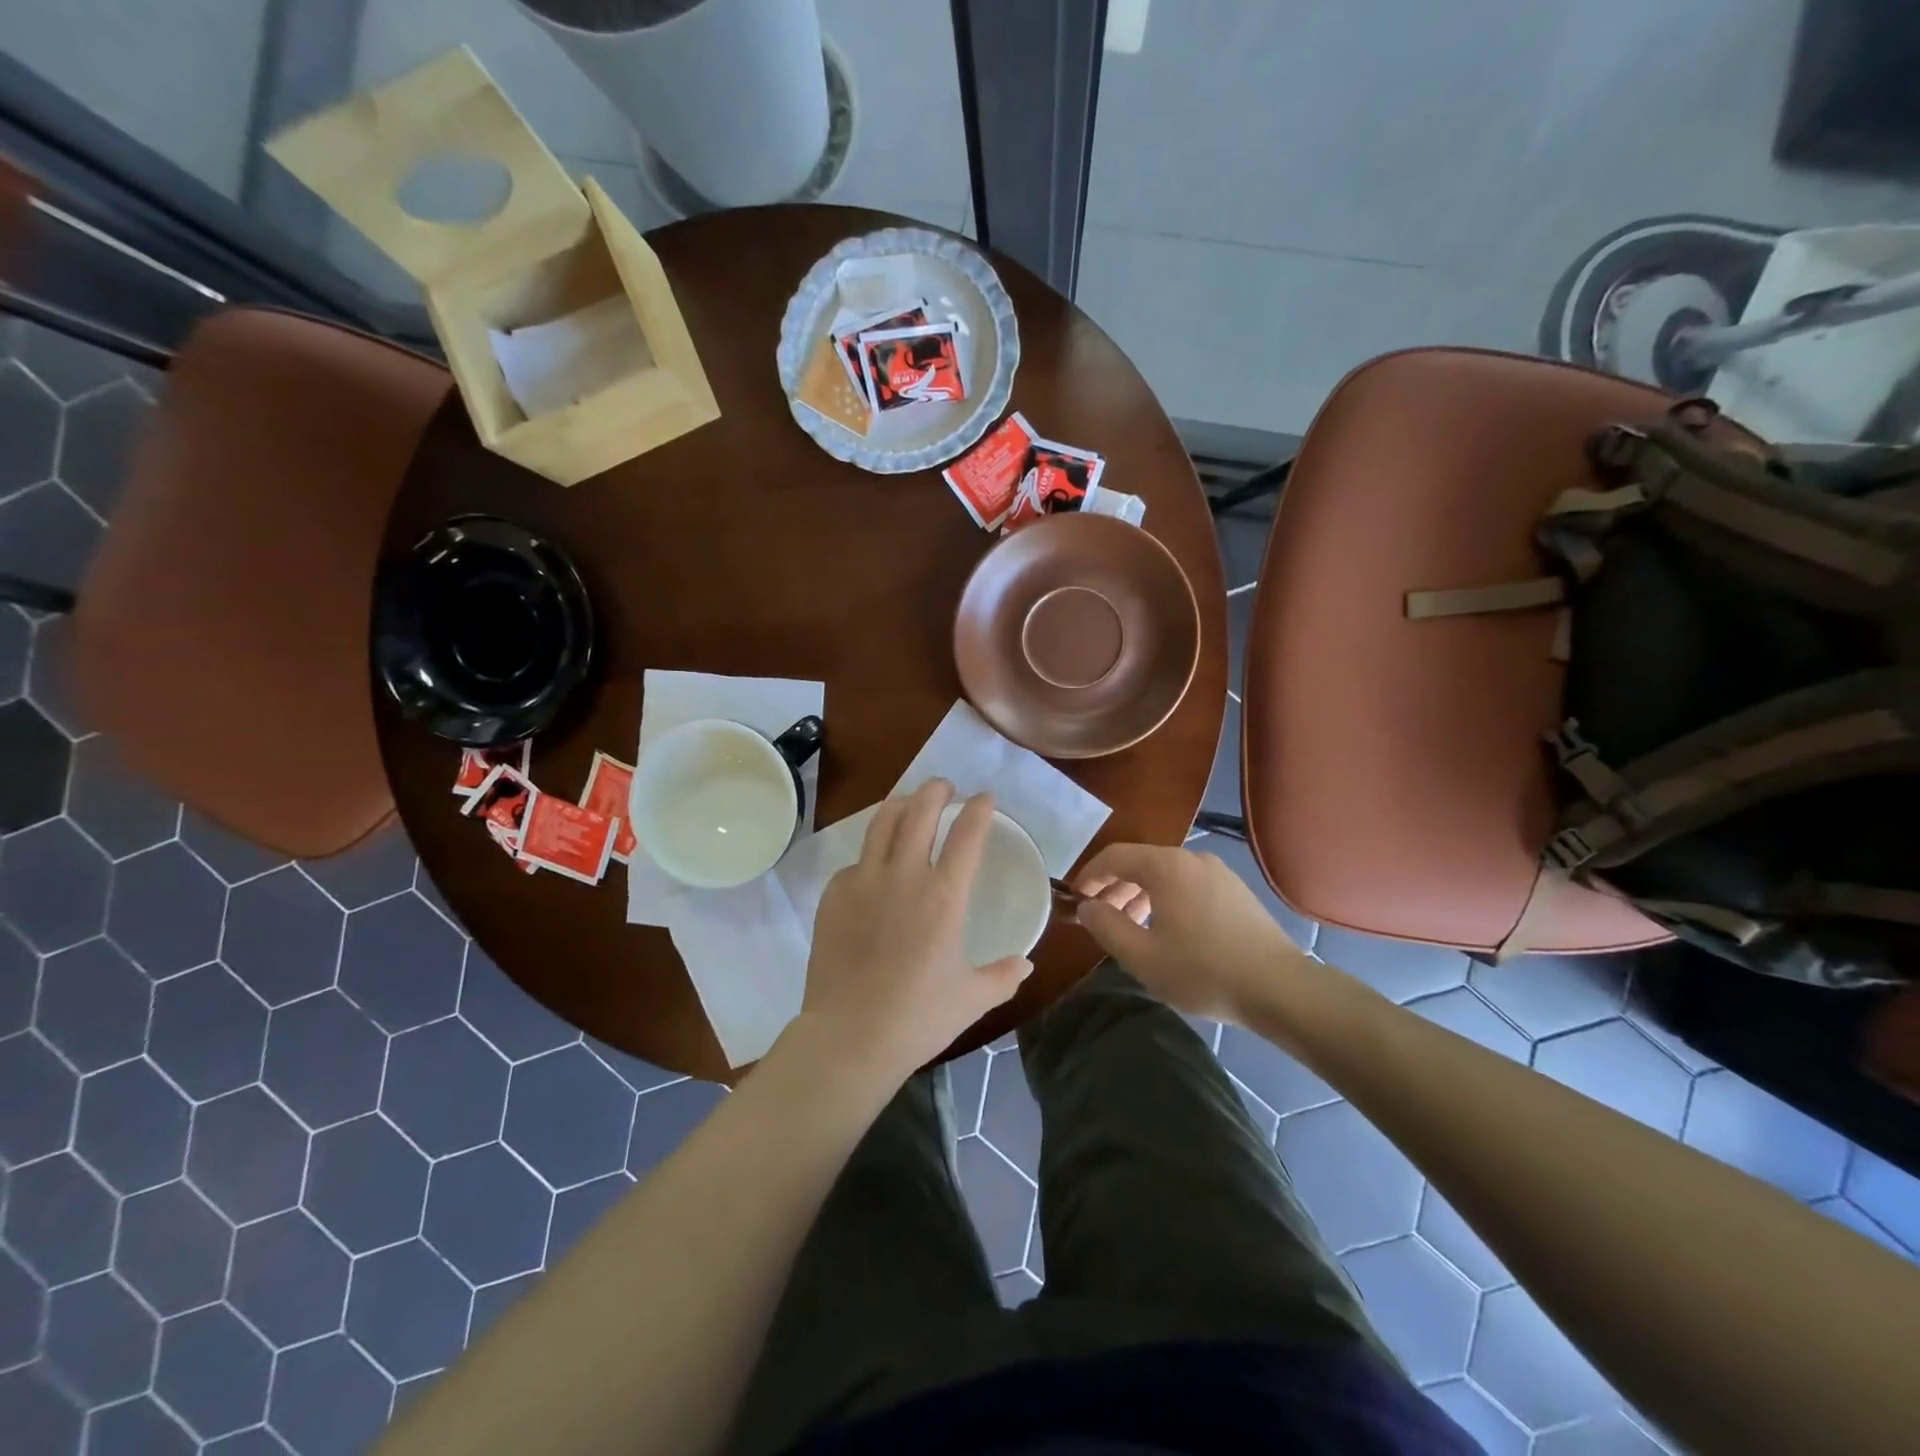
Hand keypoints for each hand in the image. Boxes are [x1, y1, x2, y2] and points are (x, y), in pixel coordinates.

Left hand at [799, 780, 1031, 1083]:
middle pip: (919, 812)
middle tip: (943, 786)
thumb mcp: (972, 999)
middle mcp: (904, 876)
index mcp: (944, 896)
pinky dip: (870, 856)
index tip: (984, 798)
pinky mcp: (834, 897)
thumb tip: (1026, 964)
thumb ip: (1004, 976)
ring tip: (907, 801)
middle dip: (935, 791)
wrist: (850, 1036)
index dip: (979, 810)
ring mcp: (864, 882)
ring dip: (899, 805)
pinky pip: (855, 863)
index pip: (967, 835)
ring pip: (881, 825)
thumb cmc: (919, 1017)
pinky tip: (873, 866)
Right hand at [1073, 843, 1305, 1023]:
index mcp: (1166, 866)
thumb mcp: (1142, 956)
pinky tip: (1169, 931)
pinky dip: (1168, 899)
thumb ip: (1106, 926)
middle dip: (1115, 887)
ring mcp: (1219, 873)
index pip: (1114, 856)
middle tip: (1101, 919)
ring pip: (1166, 875)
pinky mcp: (1237, 891)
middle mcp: (1192, 858)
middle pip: (1141, 863)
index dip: (1089, 875)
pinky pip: (1189, 885)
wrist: (1280, 989)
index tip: (1075, 898)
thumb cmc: (1203, 971)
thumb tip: (1087, 907)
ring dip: (1141, 895)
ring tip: (1132, 928)